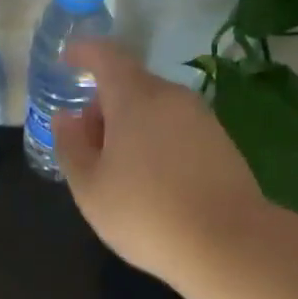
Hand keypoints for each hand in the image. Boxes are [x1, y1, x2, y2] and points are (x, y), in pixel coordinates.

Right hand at [52, 41, 267, 288]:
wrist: (231, 246)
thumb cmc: (146, 213)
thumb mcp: (90, 187)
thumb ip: (71, 146)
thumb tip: (66, 118)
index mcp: (135, 98)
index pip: (106, 56)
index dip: (84, 52)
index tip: (67, 59)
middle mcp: (171, 97)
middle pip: (130, 84)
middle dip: (103, 103)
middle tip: (86, 142)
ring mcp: (201, 118)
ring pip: (154, 107)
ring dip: (130, 124)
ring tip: (117, 168)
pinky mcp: (221, 142)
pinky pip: (176, 127)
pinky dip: (155, 139)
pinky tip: (151, 179)